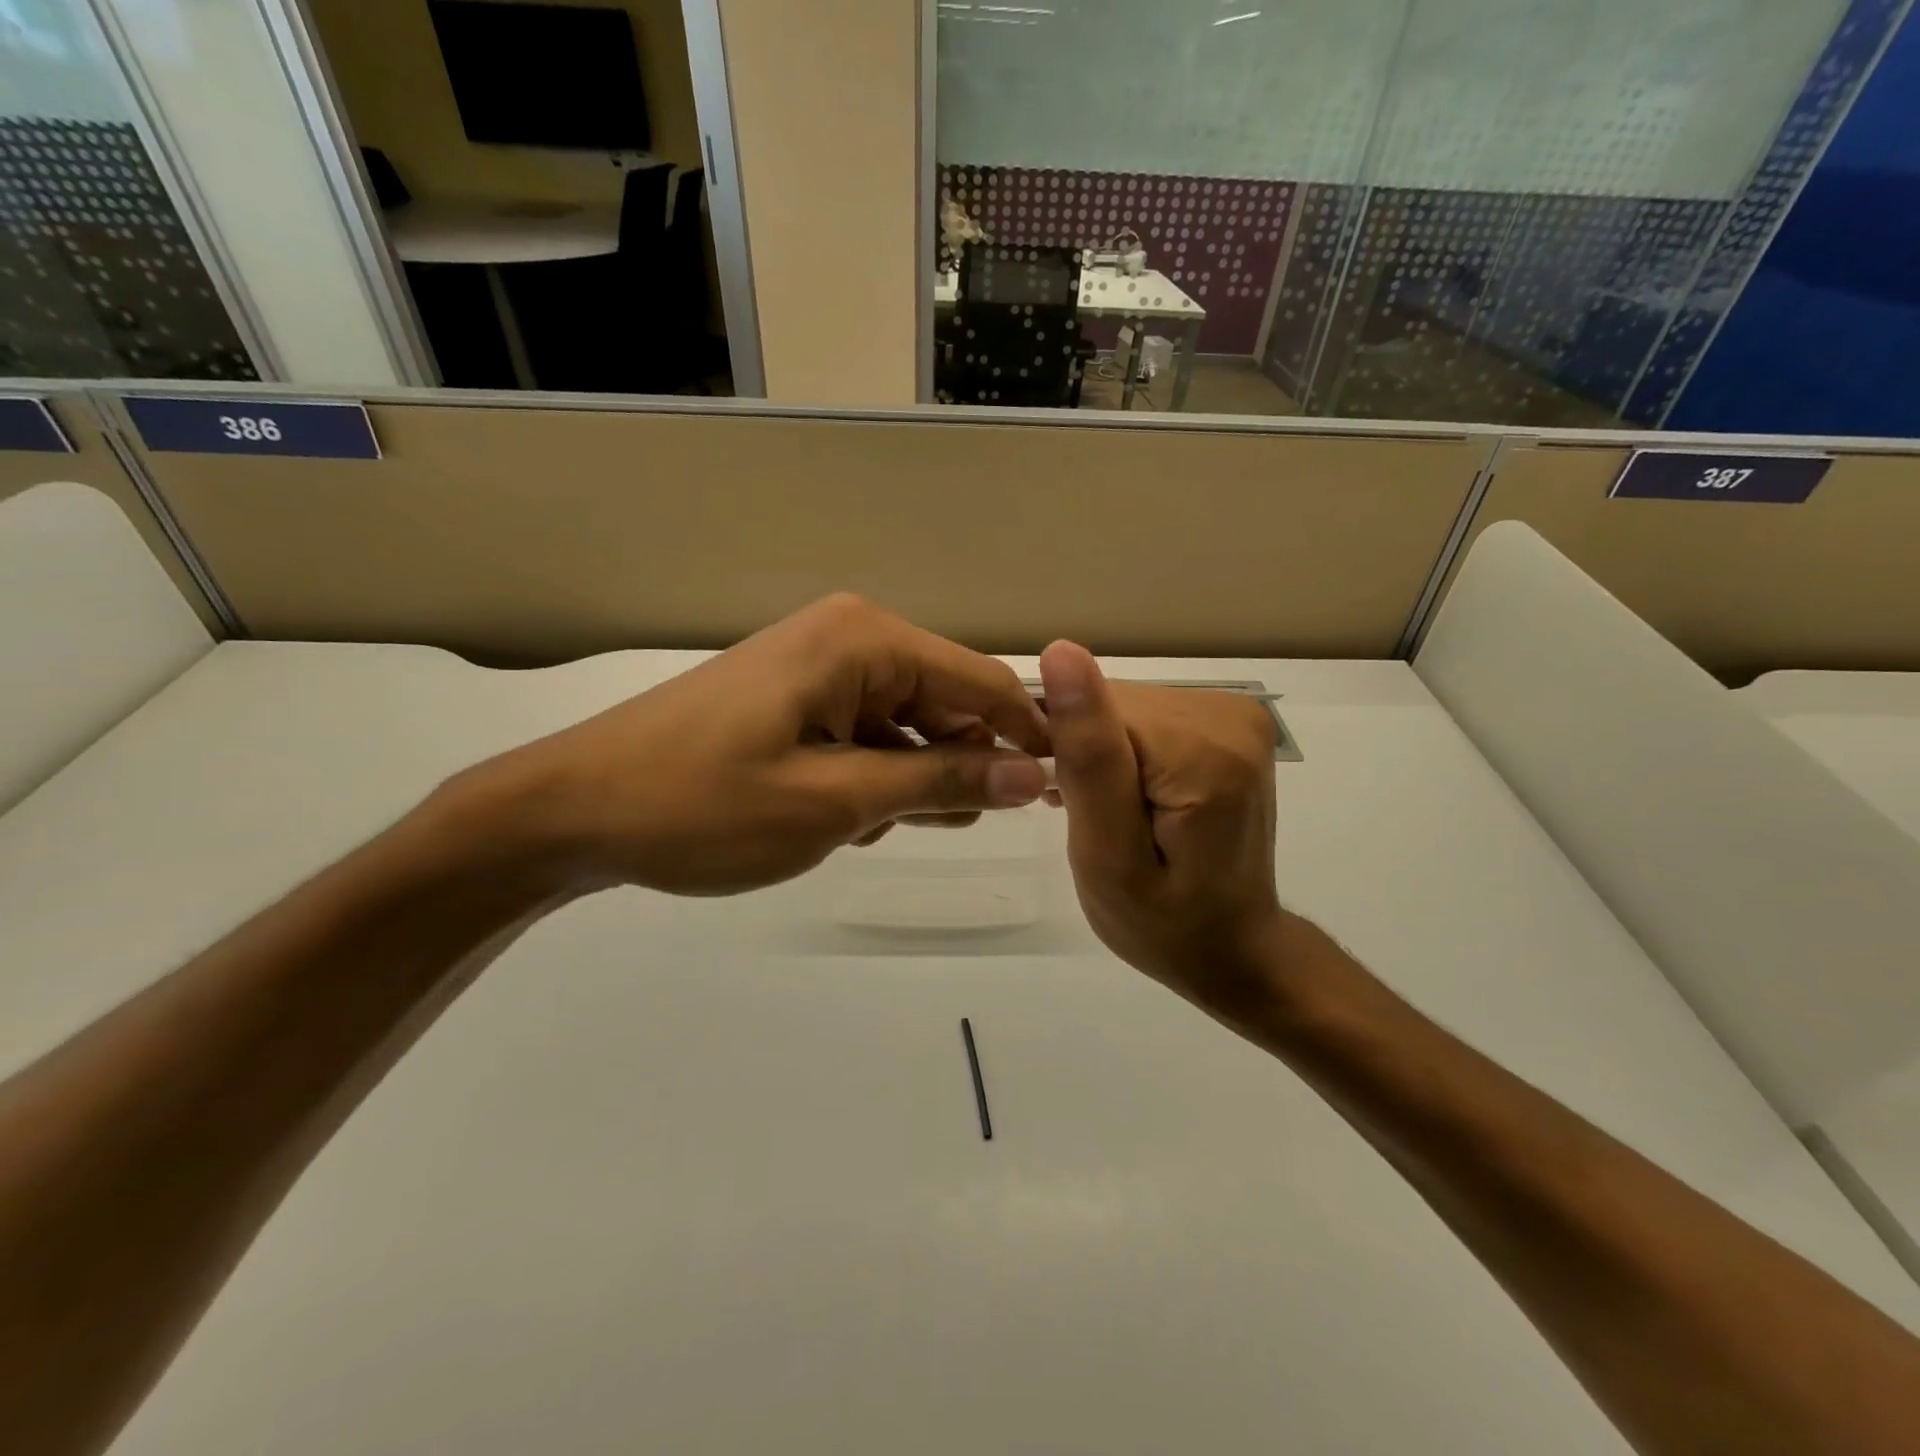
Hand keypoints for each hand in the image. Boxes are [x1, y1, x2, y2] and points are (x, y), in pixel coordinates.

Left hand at [471, 595, 1050, 895]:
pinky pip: (865, 737)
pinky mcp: (794, 700)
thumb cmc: (703, 805)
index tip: (1056, 791)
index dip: (1025, 735)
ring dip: (905, 783)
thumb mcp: (835, 803)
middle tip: (932, 827)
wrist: (574, 811)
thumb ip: (939, 783)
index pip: (980, 680)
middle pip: (944, 703)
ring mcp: (818, 670)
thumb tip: (1032, 774)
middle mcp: (847, 639)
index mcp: (863, 641)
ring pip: (905, 728)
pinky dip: (869, 780)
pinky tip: (838, 818)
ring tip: (867, 827)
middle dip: (953, 767)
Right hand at [1039, 640, 1287, 1019]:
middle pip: (1115, 705)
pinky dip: (1127, 750)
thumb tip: (1062, 653)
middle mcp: (1230, 714)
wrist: (1233, 947)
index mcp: (1204, 751)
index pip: (1096, 712)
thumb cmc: (1162, 924)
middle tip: (1090, 819)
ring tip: (1108, 812)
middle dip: (1088, 755)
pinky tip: (1129, 793)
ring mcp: (1237, 713)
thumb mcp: (1107, 856)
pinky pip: (1148, 715)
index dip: (1066, 755)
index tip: (1065, 805)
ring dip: (1105, 754)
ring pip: (1126, 707)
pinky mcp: (1230, 720)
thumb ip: (1089, 757)